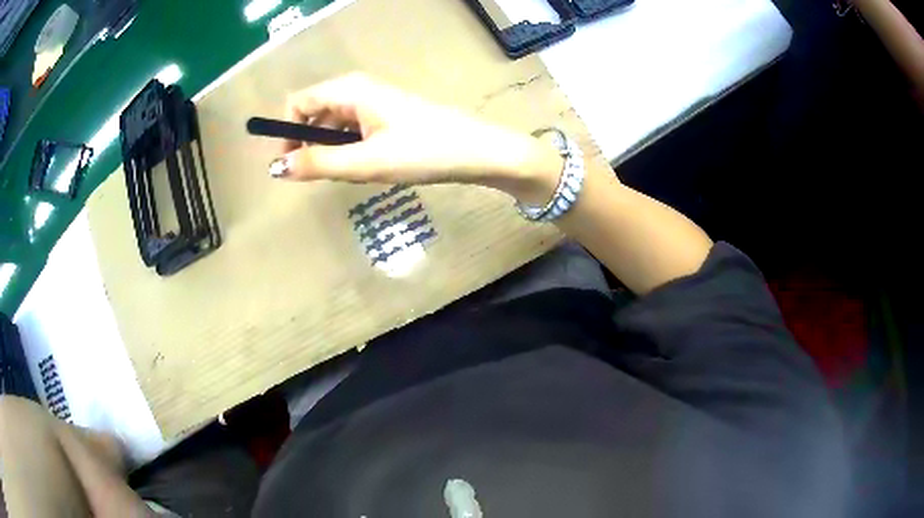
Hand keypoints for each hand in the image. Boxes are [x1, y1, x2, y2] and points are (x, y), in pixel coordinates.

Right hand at [269, 73, 561, 202]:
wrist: (478, 151)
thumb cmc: (422, 151)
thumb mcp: (365, 162)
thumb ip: (318, 164)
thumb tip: (276, 168)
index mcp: (348, 90)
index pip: (298, 103)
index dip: (286, 132)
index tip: (291, 165)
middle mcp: (358, 89)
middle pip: (314, 112)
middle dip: (310, 144)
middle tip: (326, 176)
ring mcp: (374, 101)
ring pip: (334, 124)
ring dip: (331, 150)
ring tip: (352, 173)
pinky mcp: (387, 115)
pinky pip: (353, 129)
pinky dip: (349, 148)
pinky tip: (367, 167)